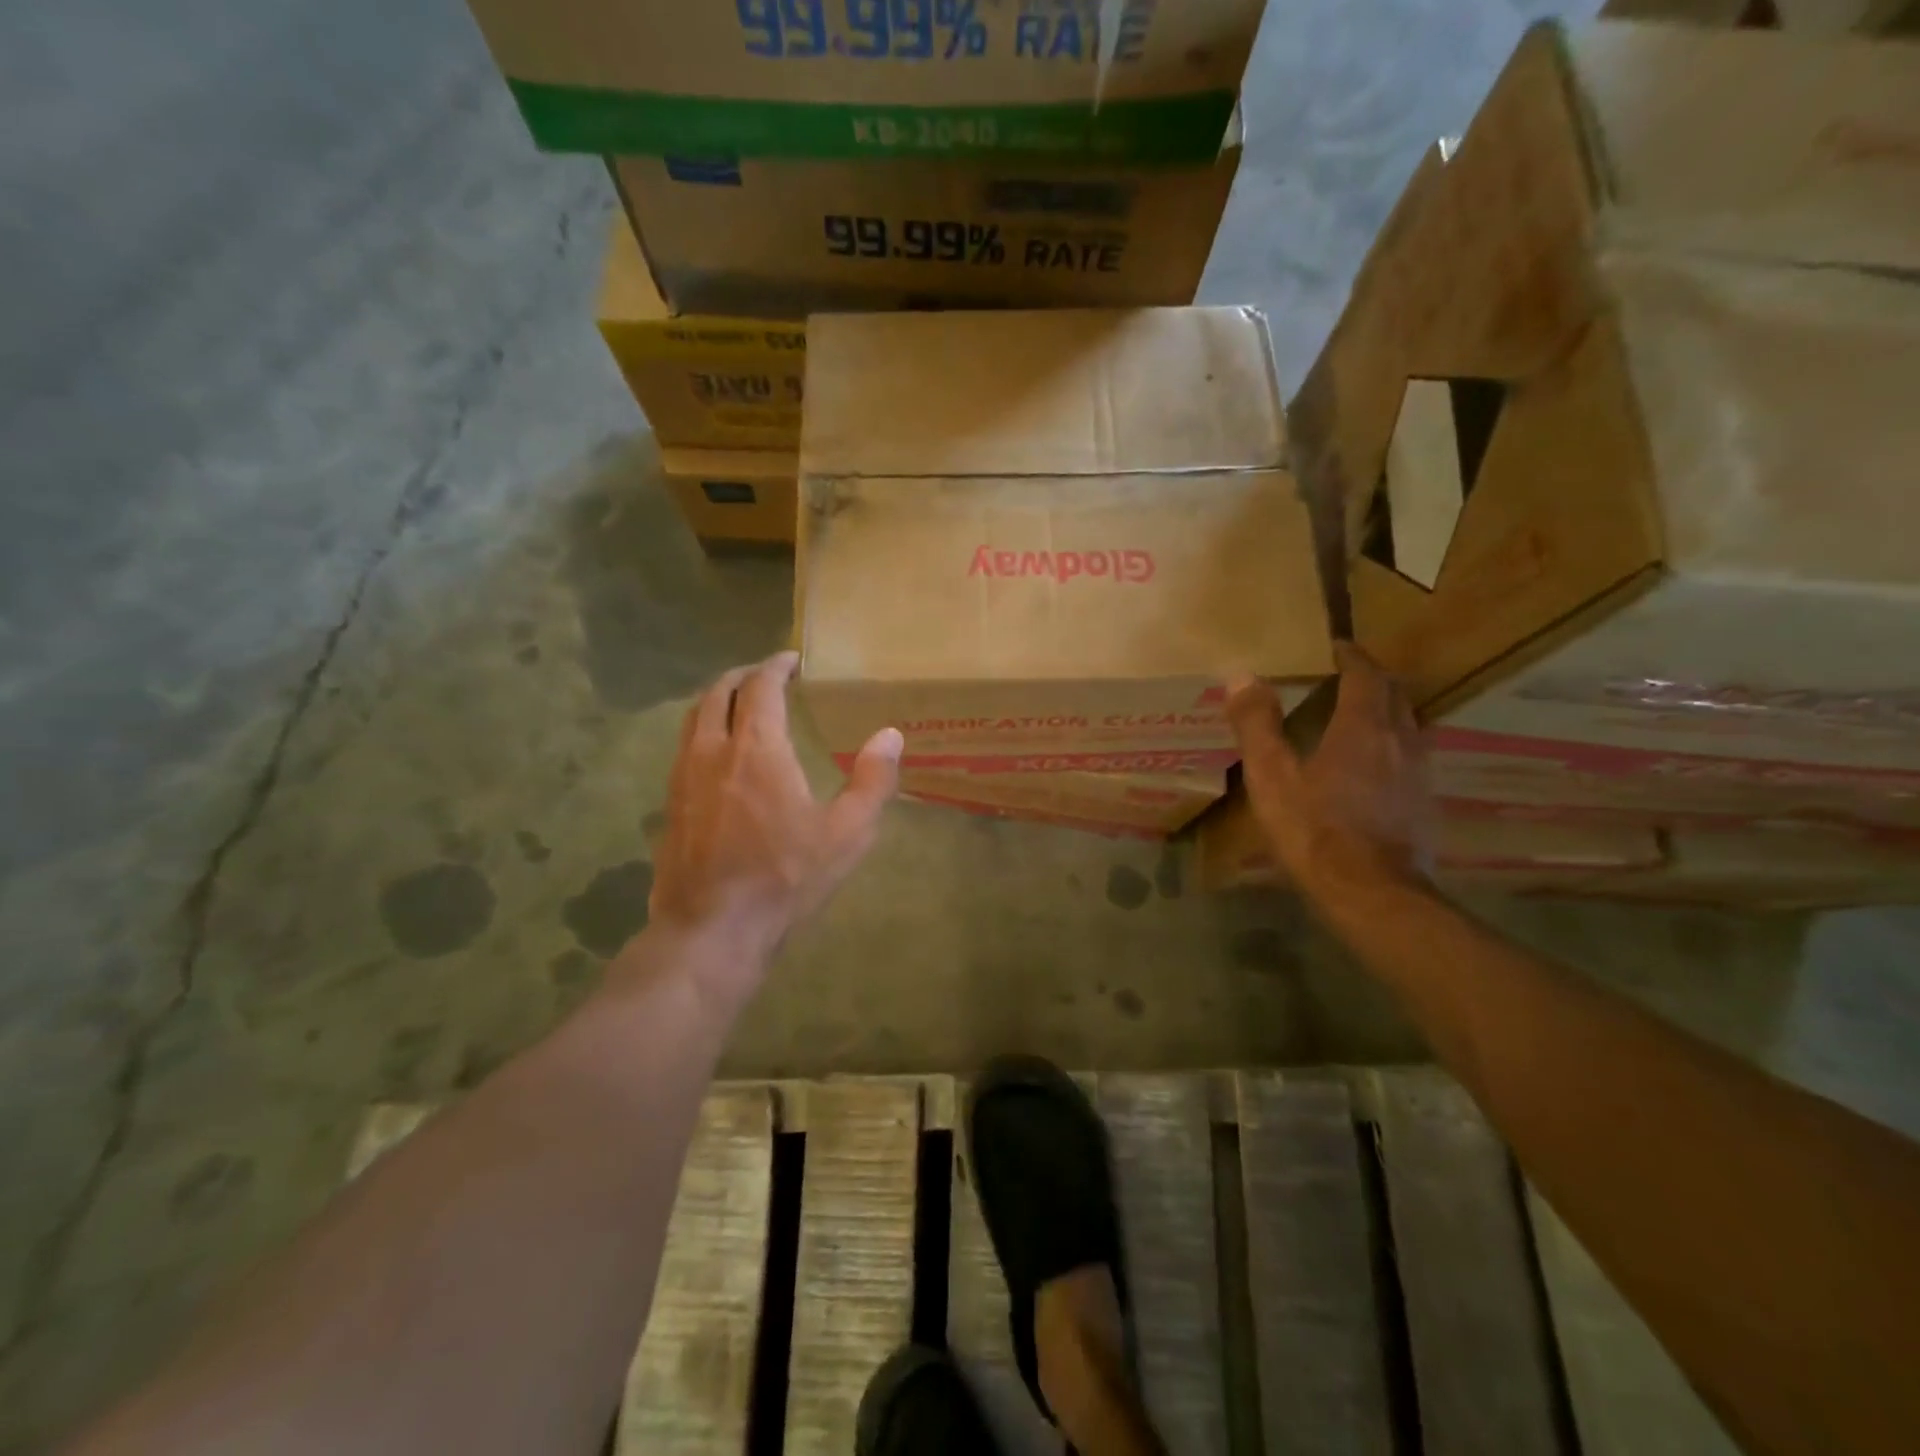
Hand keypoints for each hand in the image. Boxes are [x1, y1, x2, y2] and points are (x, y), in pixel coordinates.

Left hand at [648, 652, 900, 987]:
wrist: (712, 930)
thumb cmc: (785, 878)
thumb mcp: (846, 834)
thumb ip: (873, 781)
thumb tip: (891, 735)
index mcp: (756, 749)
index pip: (760, 686)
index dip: (776, 666)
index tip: (792, 660)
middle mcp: (712, 750)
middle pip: (718, 691)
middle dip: (743, 675)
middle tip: (766, 675)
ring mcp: (683, 776)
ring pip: (694, 717)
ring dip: (717, 699)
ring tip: (740, 703)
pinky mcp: (669, 804)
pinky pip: (683, 747)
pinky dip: (703, 730)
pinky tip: (719, 754)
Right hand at [1226, 643, 1435, 897]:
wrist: (1373, 894)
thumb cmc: (1315, 830)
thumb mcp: (1272, 777)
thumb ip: (1257, 724)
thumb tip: (1241, 675)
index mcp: (1363, 726)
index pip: (1366, 674)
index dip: (1350, 656)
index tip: (1334, 646)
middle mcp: (1401, 739)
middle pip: (1395, 693)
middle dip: (1372, 678)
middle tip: (1344, 675)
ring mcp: (1420, 772)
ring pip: (1409, 723)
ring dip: (1387, 710)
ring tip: (1359, 714)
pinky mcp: (1425, 802)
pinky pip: (1413, 755)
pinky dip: (1394, 743)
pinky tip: (1375, 766)